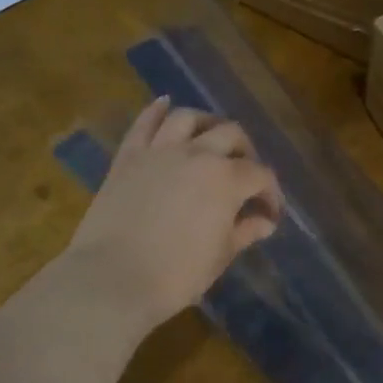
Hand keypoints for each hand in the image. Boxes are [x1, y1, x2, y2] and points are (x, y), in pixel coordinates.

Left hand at [64, 97, 283, 336]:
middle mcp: (198, 154)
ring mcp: (160, 151)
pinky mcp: (128, 157)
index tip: (270, 214)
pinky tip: (165, 104)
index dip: (271, 194)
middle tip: (245, 174)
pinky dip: (156, 110)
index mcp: (227, 180)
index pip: (260, 176)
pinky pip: (144, 124)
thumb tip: (265, 221)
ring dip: (207, 123)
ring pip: (189, 119)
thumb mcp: (220, 255)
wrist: (111, 279)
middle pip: (231, 135)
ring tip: (212, 137)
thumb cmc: (176, 274)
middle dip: (246, 152)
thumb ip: (245, 231)